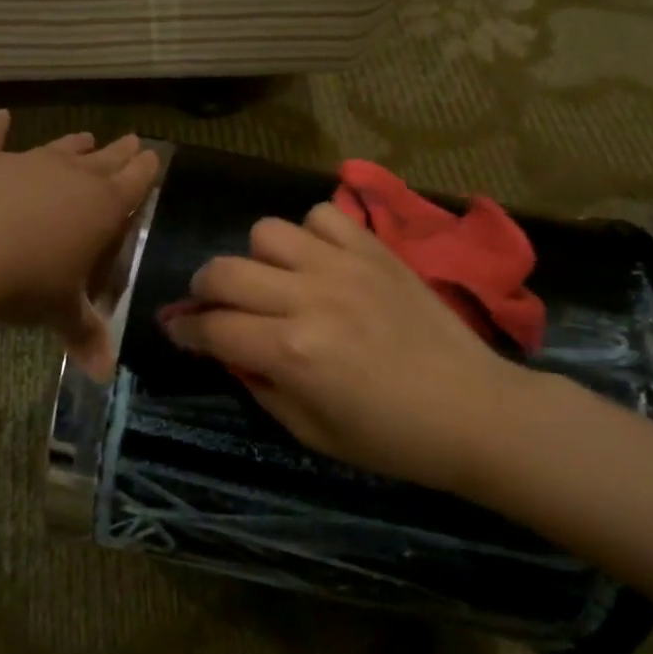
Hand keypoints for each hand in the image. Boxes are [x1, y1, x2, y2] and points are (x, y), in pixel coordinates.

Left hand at [0, 110, 159, 377]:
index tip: (153, 155)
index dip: (145, 169)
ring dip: (73, 143)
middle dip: (120, 151)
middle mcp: (70, 176)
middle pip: (104, 158)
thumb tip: (104, 376)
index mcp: (101, 206)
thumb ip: (85, 336)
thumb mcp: (60, 312)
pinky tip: (0, 116)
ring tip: (85, 135)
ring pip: (58, 148)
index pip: (134, 181)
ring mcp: (26, 162)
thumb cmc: (27, 281)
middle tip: (133, 140)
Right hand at [161, 202, 552, 494]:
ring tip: (275, 280)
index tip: (176, 329)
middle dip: (204, 289)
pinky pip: (323, 215)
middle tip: (216, 306)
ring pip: (267, 232)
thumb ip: (260, 385)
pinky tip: (320, 261)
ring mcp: (343, 266)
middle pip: (224, 270)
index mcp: (291, 351)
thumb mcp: (312, 432)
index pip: (211, 327)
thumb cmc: (392, 438)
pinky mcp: (374, 250)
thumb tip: (228, 350)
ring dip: (258, 259)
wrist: (475, 411)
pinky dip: (310, 233)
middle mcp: (308, 298)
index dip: (184, 329)